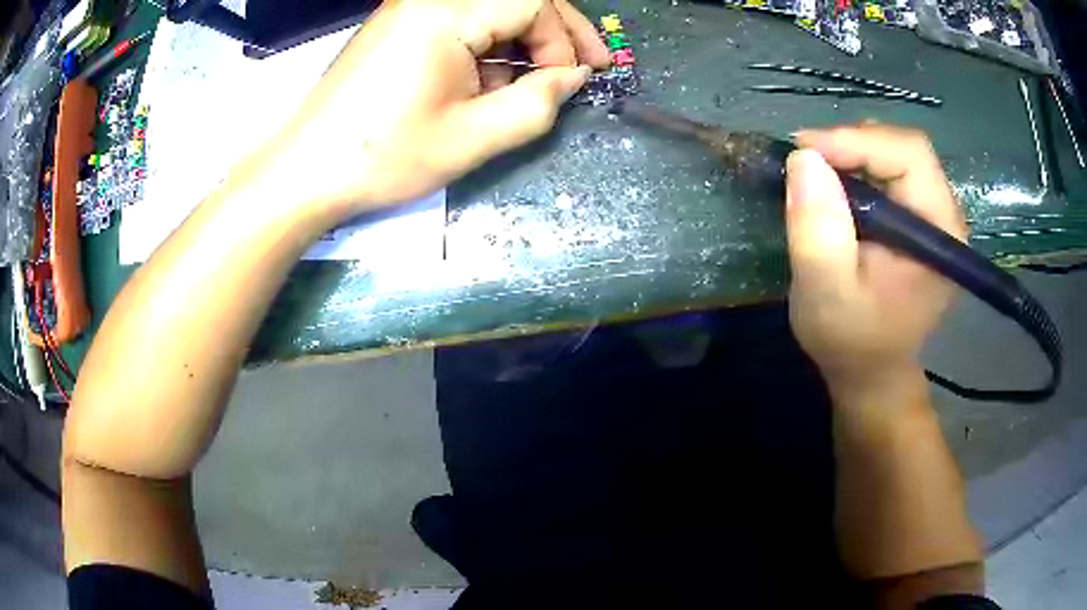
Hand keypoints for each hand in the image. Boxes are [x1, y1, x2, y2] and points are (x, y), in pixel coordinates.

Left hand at [248, 0, 609, 219]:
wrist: (306, 170)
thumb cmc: (384, 156)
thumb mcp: (472, 138)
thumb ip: (536, 104)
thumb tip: (571, 78)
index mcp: (447, 14)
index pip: (534, 2)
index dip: (564, 39)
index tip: (573, 80)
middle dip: (554, 32)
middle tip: (583, 67)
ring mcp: (409, 9)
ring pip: (489, 10)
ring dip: (520, 41)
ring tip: (531, 84)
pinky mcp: (397, 25)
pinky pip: (460, 22)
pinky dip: (486, 45)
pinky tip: (488, 79)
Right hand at [785, 125, 965, 396]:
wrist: (871, 372)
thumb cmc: (851, 343)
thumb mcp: (826, 296)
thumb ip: (819, 232)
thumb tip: (804, 159)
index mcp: (940, 232)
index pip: (910, 154)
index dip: (856, 140)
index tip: (803, 151)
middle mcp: (945, 216)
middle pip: (904, 148)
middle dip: (851, 145)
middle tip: (805, 163)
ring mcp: (934, 216)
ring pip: (895, 155)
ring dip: (852, 155)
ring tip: (817, 178)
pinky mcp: (918, 220)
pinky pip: (890, 173)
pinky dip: (856, 169)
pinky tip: (835, 191)